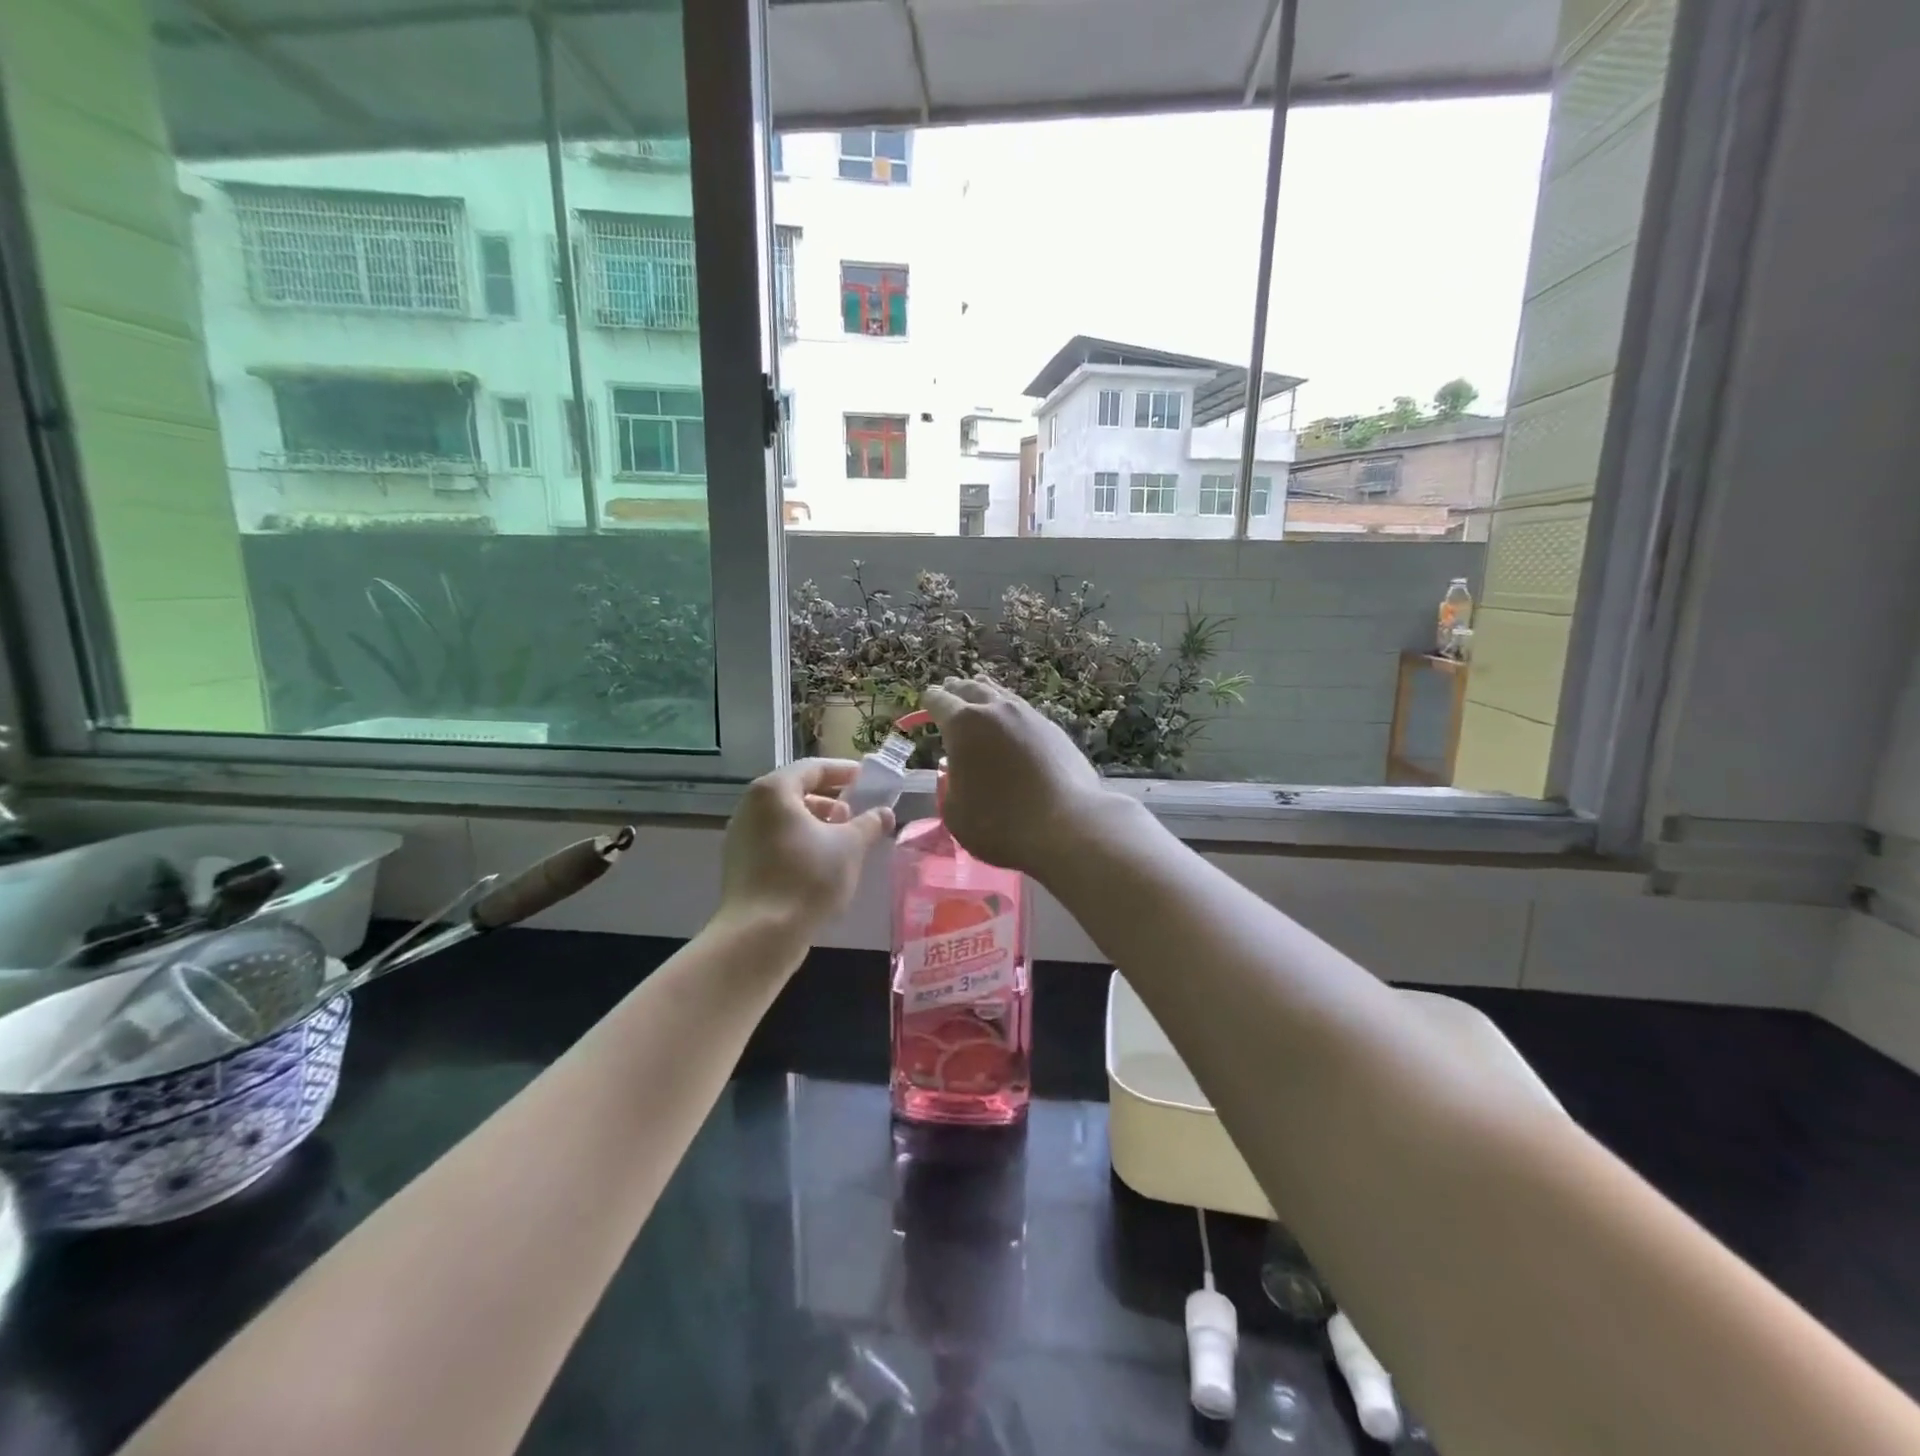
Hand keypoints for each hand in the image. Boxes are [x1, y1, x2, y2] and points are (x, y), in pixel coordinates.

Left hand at [718, 759, 893, 937]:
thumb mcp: (850, 847)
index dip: (843, 772)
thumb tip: (884, 812)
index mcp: (774, 791)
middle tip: (856, 814)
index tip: (867, 780)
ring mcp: (741, 836)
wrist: (759, 935)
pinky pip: (774, 841)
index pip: (813, 768)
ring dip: (816, 824)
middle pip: (796, 792)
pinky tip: (820, 865)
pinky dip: (799, 842)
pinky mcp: (740, 864)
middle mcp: (751, 807)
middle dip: (830, 800)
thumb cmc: (807, 878)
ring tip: (843, 842)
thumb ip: (869, 824)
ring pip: (785, 819)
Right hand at [920, 676, 1112, 876]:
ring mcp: (1029, 716)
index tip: (925, 705)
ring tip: (979, 692)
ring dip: (985, 693)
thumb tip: (954, 772)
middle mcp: (996, 710)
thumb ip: (948, 786)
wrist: (1067, 826)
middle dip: (956, 690)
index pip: (939, 701)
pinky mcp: (1054, 730)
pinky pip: (1023, 712)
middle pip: (971, 688)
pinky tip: (1011, 723)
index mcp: (963, 724)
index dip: (928, 703)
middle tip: (949, 690)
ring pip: (1001, 695)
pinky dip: (1010, 712)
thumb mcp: (955, 813)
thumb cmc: (1000, 823)